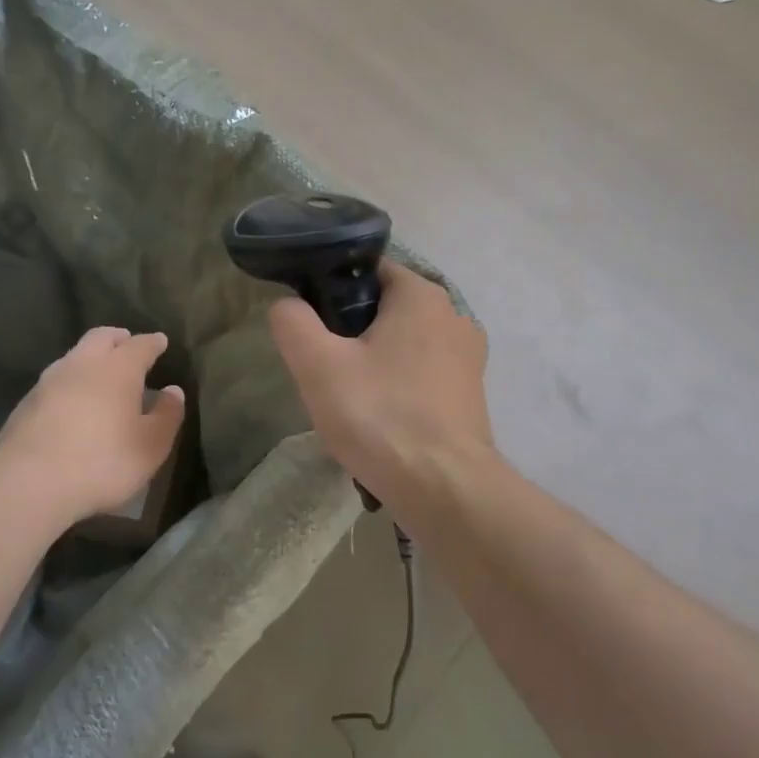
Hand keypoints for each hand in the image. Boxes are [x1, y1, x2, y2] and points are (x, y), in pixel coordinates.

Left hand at [0, 327, 185, 525]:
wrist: (29, 482)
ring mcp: (49, 381)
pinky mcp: (27, 402)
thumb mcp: (151, 446)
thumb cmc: (103, 462)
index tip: (161, 342)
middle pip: (101, 338)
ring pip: (75, 356)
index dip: (153, 343)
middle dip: (118, 339)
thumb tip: (173, 391)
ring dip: (91, 358)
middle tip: (129, 345)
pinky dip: (72, 381)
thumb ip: (167, 415)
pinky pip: (57, 380)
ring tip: (102, 374)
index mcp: (117, 369)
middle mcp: (82, 364)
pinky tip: (75, 401)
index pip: (140, 345)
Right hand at [267, 259, 493, 507]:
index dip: (331, 288)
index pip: (368, 269)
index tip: (311, 323)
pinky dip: (400, 389)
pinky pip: (423, 377)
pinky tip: (381, 421)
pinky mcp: (471, 396)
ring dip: (376, 364)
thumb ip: (293, 324)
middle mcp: (454, 316)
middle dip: (352, 332)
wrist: (444, 488)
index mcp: (422, 295)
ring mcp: (469, 358)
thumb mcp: (318, 366)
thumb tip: (287, 305)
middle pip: (387, 309)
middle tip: (324, 369)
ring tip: (350, 401)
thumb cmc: (380, 417)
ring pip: (405, 346)